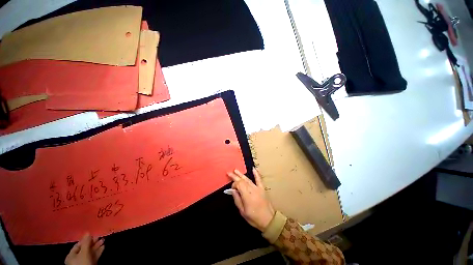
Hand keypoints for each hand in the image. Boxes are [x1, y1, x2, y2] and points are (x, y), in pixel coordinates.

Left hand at [65, 233, 104, 264]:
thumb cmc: (82, 262)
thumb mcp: (84, 252)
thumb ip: (86, 242)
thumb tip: (88, 232)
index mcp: (71, 255)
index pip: (78, 245)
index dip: (86, 240)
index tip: (94, 235)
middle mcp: (76, 258)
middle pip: (85, 248)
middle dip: (93, 242)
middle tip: (100, 237)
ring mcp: (84, 261)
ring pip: (91, 252)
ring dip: (97, 246)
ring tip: (103, 240)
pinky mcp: (90, 264)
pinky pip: (94, 256)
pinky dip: (98, 251)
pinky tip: (103, 247)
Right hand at [227, 168, 274, 231]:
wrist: (269, 220)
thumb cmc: (254, 217)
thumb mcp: (242, 211)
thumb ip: (237, 199)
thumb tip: (233, 190)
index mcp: (246, 195)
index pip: (238, 184)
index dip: (234, 185)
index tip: (232, 189)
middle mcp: (251, 189)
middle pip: (242, 180)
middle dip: (235, 176)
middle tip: (229, 172)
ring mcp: (257, 188)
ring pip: (248, 179)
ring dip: (241, 174)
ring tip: (236, 170)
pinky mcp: (262, 188)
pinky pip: (259, 179)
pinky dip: (256, 173)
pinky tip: (253, 168)